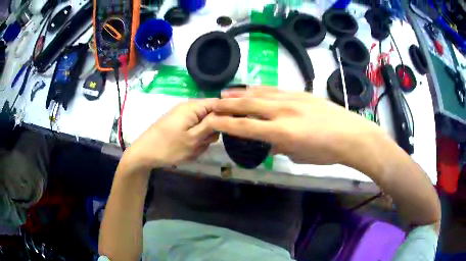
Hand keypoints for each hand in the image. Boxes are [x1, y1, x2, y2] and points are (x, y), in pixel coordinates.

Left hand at [123, 99, 218, 170]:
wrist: (144, 153)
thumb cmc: (169, 147)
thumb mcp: (193, 138)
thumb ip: (211, 124)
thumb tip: (226, 112)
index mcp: (193, 107)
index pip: (219, 103)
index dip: (226, 115)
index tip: (226, 131)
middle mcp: (188, 107)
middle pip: (211, 115)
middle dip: (210, 131)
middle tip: (201, 143)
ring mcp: (182, 115)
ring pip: (202, 125)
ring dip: (201, 138)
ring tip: (191, 148)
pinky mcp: (177, 123)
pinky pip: (192, 130)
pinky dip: (193, 140)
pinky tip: (185, 148)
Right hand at [208, 87, 382, 164]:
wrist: (351, 135)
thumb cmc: (326, 152)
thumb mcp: (299, 156)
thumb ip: (281, 148)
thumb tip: (272, 143)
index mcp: (281, 132)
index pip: (245, 126)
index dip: (225, 124)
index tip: (211, 121)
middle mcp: (282, 112)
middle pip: (248, 105)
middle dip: (227, 104)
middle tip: (214, 103)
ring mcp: (292, 99)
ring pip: (260, 93)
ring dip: (241, 93)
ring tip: (227, 93)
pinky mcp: (301, 93)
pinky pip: (275, 89)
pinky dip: (260, 89)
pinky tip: (254, 88)